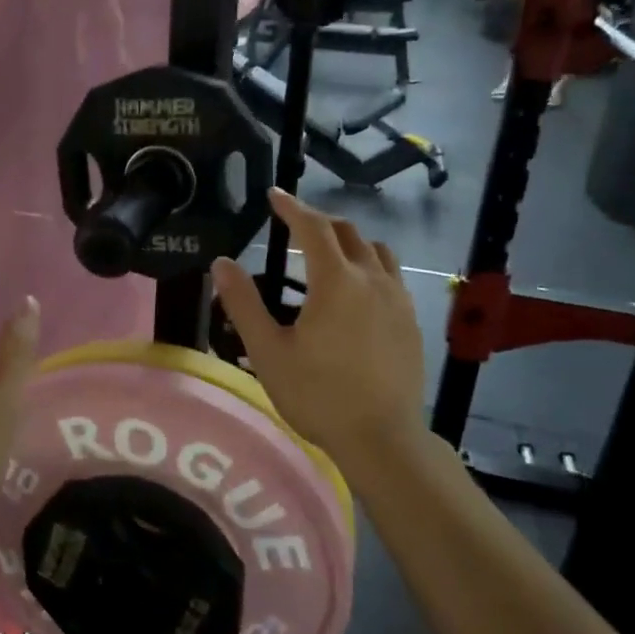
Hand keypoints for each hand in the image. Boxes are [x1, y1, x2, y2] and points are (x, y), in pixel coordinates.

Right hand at [213, 191, 426, 464]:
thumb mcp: (268, 351)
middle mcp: (372, 279)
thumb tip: (222, 263)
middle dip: (319, 221)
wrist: (382, 438)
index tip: (274, 195)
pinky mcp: (411, 320)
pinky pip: (390, 275)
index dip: (292, 207)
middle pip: (348, 232)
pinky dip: (369, 265)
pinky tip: (357, 291)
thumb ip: (243, 303)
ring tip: (327, 253)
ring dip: (349, 241)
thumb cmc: (317, 395)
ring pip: (375, 250)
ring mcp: (398, 299)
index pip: (313, 227)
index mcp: (336, 281)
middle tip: (294, 224)